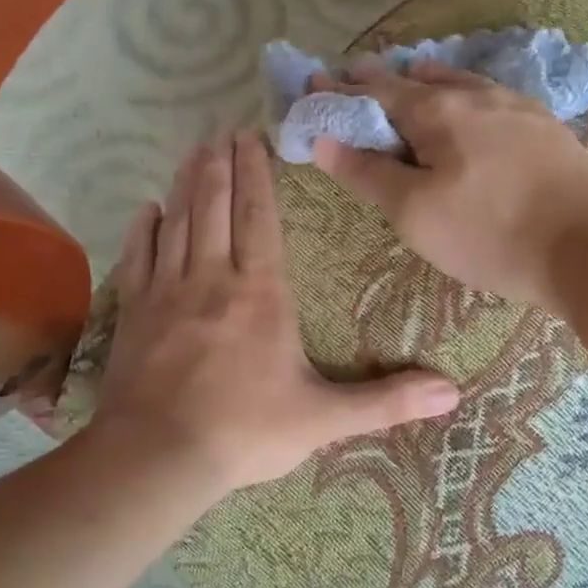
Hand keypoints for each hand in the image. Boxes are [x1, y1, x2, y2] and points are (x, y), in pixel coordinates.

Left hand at [92, 132, 460, 492]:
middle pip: (215, 207)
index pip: (259, 218)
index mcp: (261, 293)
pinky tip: (147, 209)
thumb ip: (386, 402)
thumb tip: (452, 393)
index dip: (256, 175)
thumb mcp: (325, 419)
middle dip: (220, 165)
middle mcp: (213, 279)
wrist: (158, 458)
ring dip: (186, 184)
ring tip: (193, 152)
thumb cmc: (247, 431)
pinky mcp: (135, 313)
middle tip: (221, 130)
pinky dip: (144, 229)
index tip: (252, 136)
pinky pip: (139, 257)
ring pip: (178, 222)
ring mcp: (167, 293)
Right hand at [310, 60, 587, 311]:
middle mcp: (475, 96)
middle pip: (418, 81)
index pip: (377, 92)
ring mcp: (517, 107)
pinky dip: (467, 93)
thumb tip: (322, 139)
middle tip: (356, 76)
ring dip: (429, 78)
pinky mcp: (546, 127)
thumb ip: (368, 173)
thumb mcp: (415, 213)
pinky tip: (475, 103)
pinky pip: (492, 97)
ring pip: (461, 82)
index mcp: (437, 112)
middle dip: (382, 80)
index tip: (316, 83)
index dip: (343, 90)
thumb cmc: (490, 233)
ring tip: (413, 74)